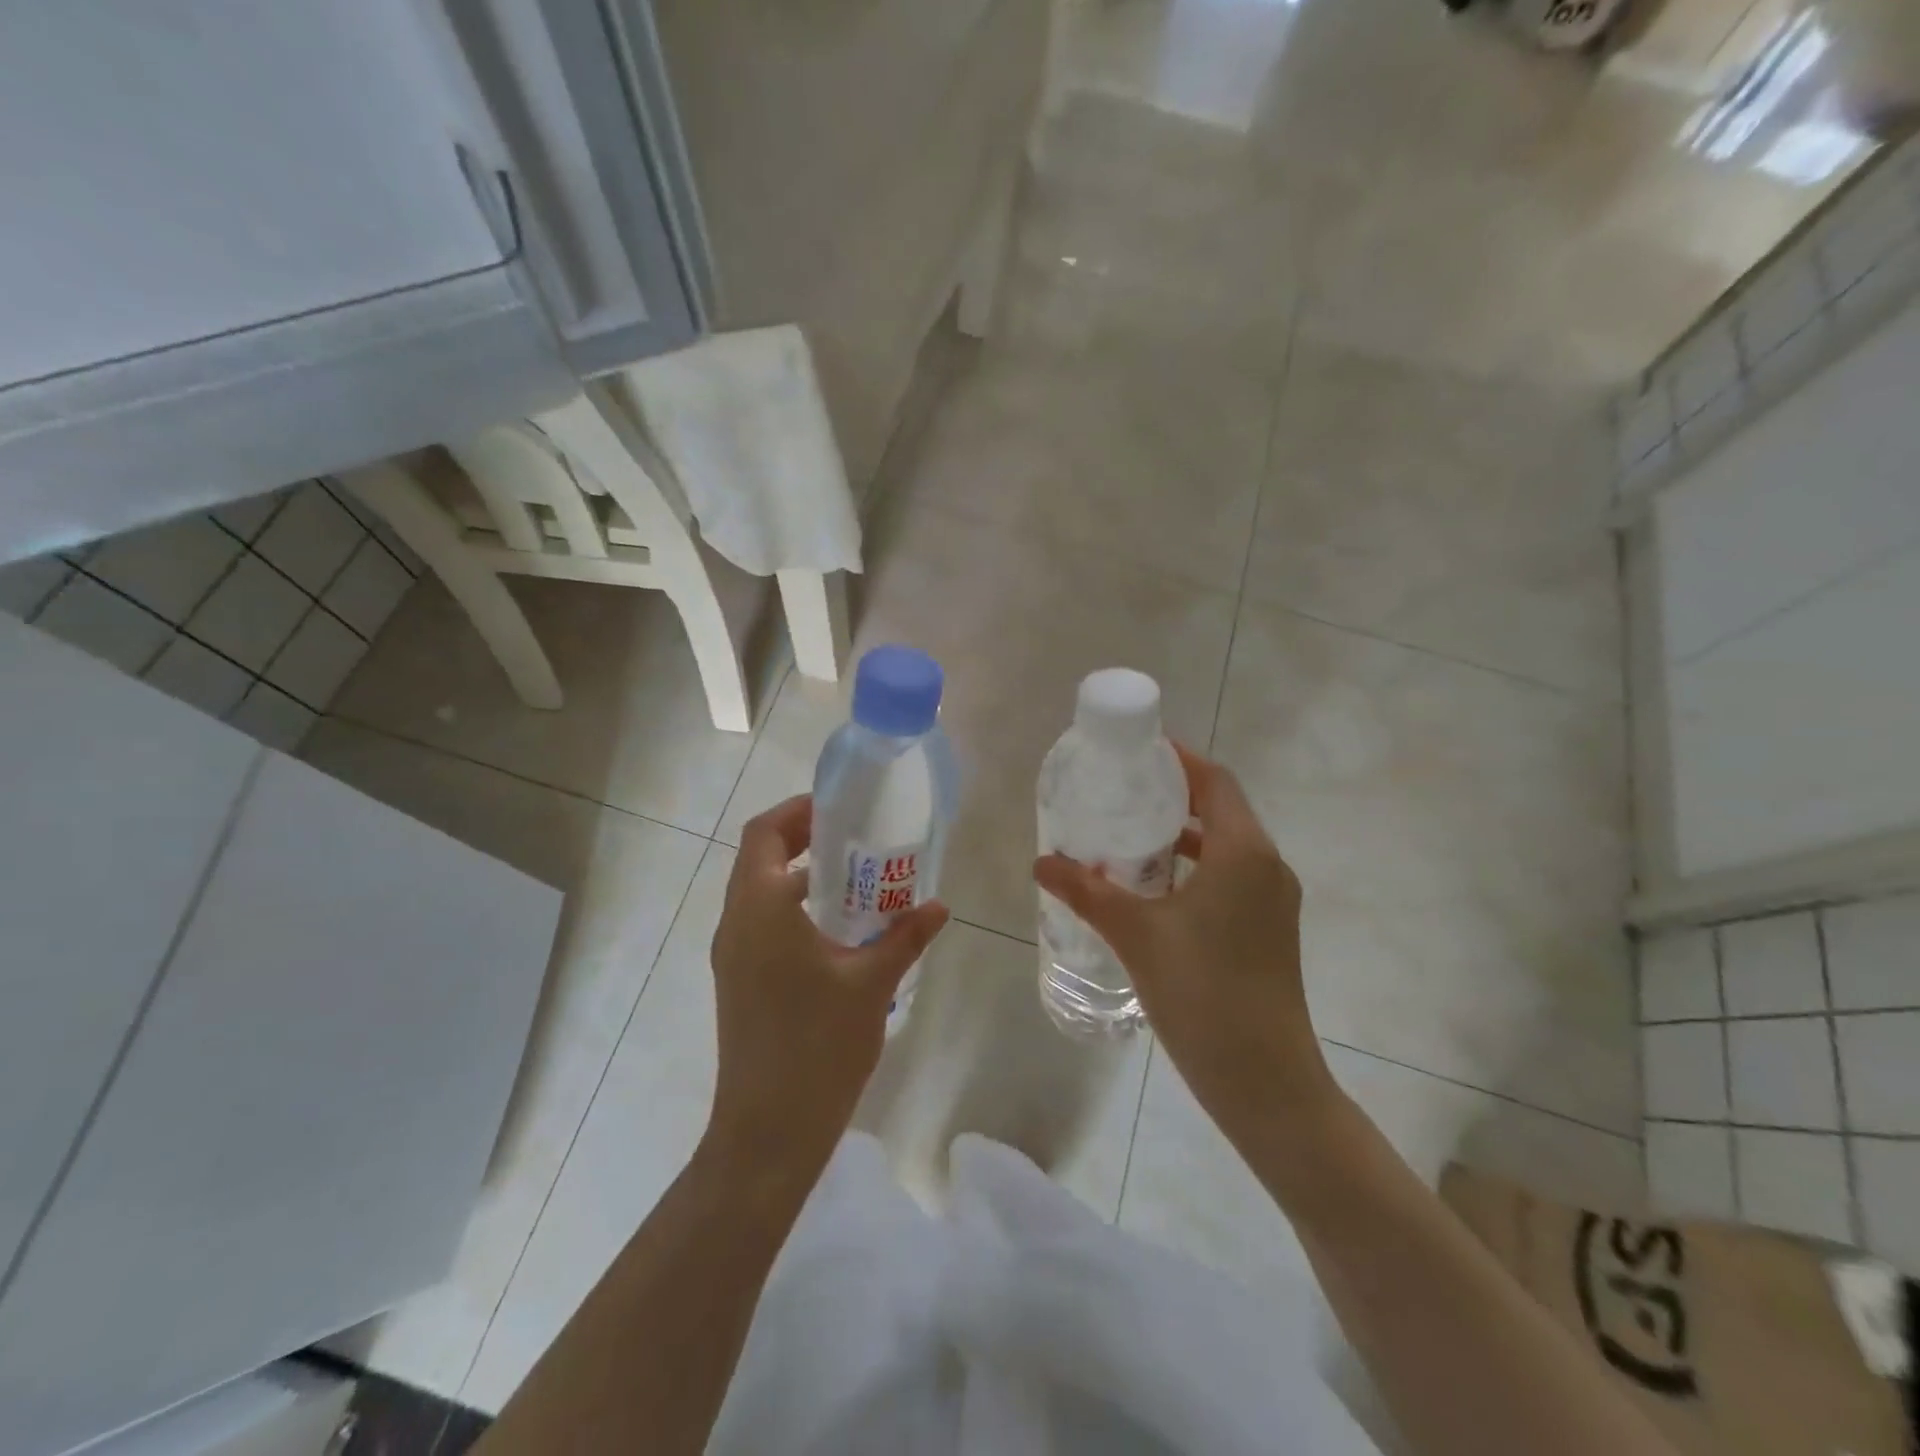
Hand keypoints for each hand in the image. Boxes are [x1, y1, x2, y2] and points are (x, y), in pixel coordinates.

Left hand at [706, 795, 948, 1179]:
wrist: (768, 1131)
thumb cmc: (818, 1046)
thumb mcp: (871, 983)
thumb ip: (905, 936)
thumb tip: (939, 906)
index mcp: (759, 909)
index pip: (764, 833)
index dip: (798, 811)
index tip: (840, 808)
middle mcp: (735, 923)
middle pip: (758, 856)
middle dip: (802, 838)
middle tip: (853, 837)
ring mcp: (732, 955)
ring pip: (758, 891)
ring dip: (798, 874)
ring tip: (854, 878)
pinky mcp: (738, 980)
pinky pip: (762, 922)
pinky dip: (793, 907)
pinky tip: (839, 929)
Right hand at [1033, 745, 1332, 1128]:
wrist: (1267, 1083)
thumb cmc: (1203, 994)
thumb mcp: (1136, 935)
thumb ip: (1087, 891)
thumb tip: (1041, 863)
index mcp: (1244, 853)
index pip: (1215, 781)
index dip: (1179, 760)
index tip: (1136, 753)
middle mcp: (1267, 867)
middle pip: (1221, 810)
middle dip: (1173, 797)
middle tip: (1121, 794)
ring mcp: (1273, 903)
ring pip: (1226, 848)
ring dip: (1182, 837)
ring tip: (1128, 839)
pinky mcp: (1269, 932)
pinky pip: (1231, 879)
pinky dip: (1194, 870)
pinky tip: (1152, 892)